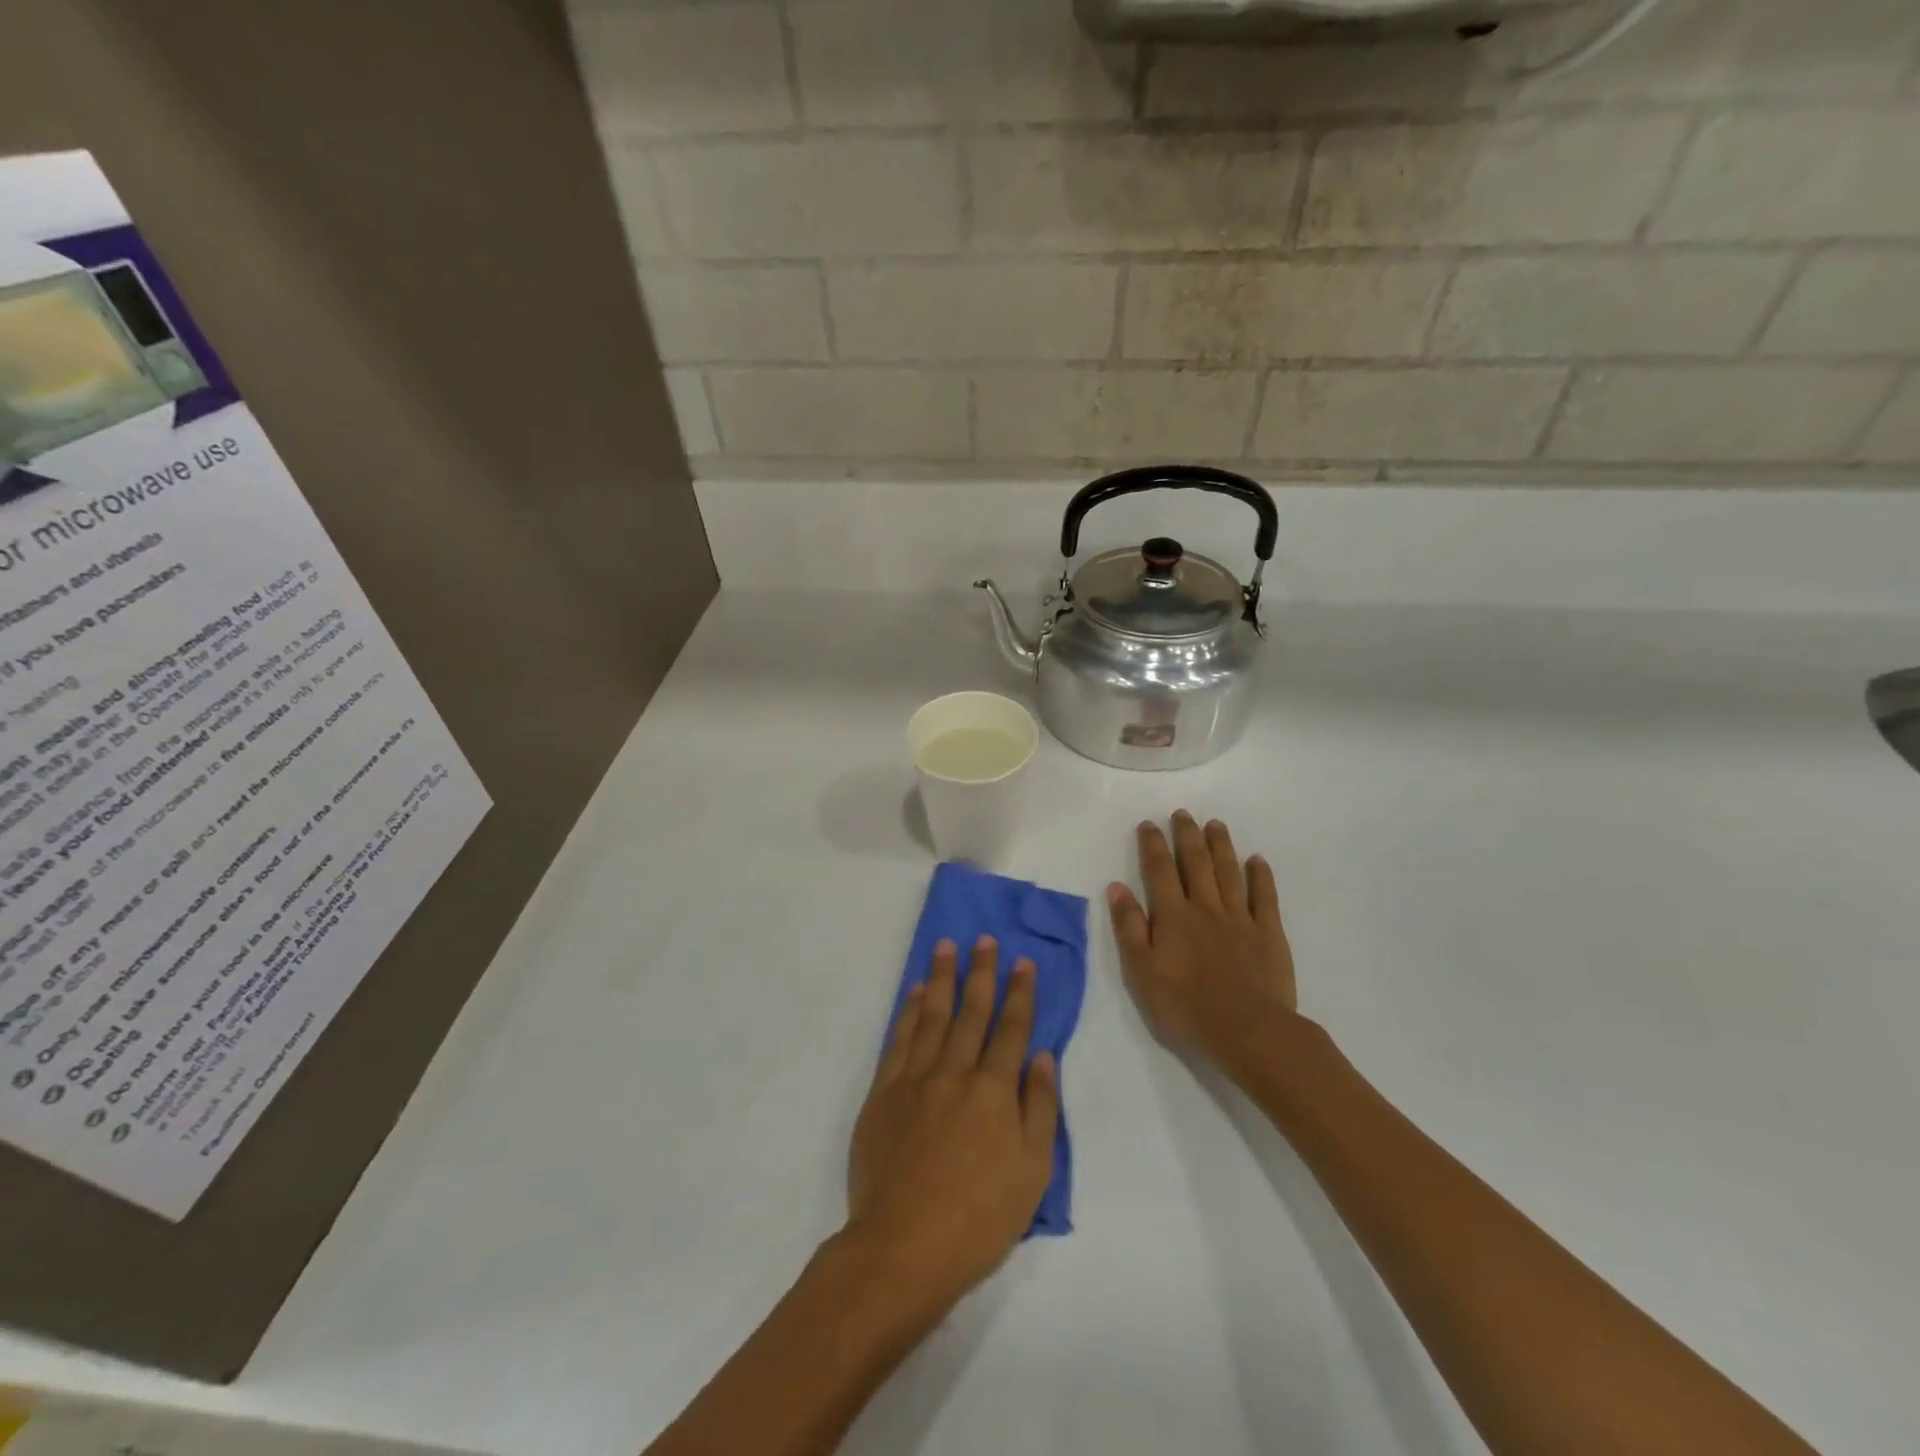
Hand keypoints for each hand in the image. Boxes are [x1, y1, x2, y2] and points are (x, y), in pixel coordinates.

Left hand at [846, 936, 1059, 1319]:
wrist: (903, 1247)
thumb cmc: (979, 1218)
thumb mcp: (1032, 1172)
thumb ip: (1040, 1107)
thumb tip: (1042, 1056)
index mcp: (994, 1091)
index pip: (1011, 1029)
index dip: (1020, 993)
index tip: (1023, 961)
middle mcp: (955, 1073)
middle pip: (971, 1012)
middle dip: (981, 973)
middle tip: (984, 939)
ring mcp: (915, 1079)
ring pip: (932, 1016)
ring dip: (942, 978)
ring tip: (946, 947)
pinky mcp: (884, 1093)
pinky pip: (899, 1040)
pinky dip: (908, 1012)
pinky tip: (914, 992)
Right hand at [1108, 811, 1298, 1065]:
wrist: (1248, 1031)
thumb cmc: (1186, 1006)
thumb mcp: (1142, 972)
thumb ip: (1129, 927)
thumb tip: (1117, 887)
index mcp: (1173, 916)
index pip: (1159, 871)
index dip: (1153, 845)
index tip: (1148, 824)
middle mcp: (1206, 908)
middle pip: (1196, 863)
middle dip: (1187, 836)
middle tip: (1183, 813)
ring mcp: (1240, 918)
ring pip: (1229, 872)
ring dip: (1221, 846)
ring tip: (1215, 824)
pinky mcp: (1269, 933)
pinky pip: (1264, 897)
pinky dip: (1260, 876)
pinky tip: (1257, 860)